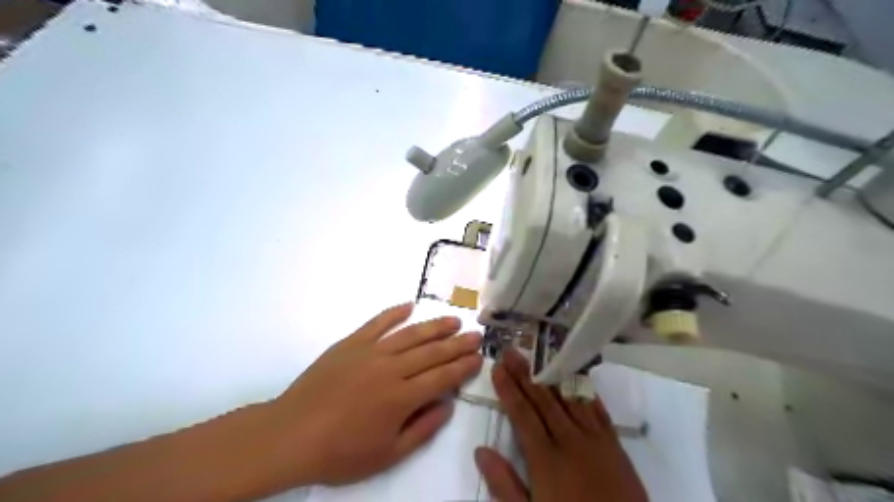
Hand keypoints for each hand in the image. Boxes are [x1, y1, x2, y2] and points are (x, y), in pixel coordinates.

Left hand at [263, 302, 482, 486]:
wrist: (291, 435)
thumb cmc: (340, 452)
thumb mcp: (387, 454)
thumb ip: (422, 428)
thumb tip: (447, 404)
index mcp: (402, 397)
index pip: (442, 377)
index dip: (463, 367)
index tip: (479, 358)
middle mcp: (391, 369)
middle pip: (432, 352)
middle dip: (458, 344)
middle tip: (476, 335)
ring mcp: (370, 352)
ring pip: (411, 334)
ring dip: (435, 326)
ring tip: (453, 321)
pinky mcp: (351, 343)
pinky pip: (377, 323)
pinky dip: (394, 313)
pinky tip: (409, 306)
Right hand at [475, 349, 650, 500]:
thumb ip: (504, 485)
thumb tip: (480, 451)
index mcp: (546, 459)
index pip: (523, 415)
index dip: (508, 389)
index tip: (497, 368)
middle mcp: (570, 440)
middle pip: (544, 400)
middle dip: (525, 374)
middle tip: (512, 351)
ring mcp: (595, 440)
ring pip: (569, 399)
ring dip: (552, 375)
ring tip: (538, 356)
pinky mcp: (615, 445)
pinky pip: (598, 410)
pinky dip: (585, 391)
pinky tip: (578, 377)